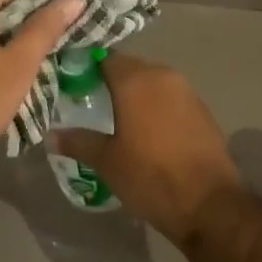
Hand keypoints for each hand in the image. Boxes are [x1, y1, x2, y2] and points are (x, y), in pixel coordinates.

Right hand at [48, 54, 245, 245]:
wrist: (210, 204)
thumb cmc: (151, 177)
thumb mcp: (107, 162)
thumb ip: (78, 142)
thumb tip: (51, 135)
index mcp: (135, 79)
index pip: (104, 58)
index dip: (86, 67)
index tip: (71, 81)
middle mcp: (162, 75)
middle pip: (129, 67)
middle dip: (110, 80)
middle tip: (91, 101)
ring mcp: (186, 90)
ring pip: (152, 81)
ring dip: (135, 93)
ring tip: (116, 116)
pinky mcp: (201, 108)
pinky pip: (170, 97)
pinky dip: (155, 105)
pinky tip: (146, 129)